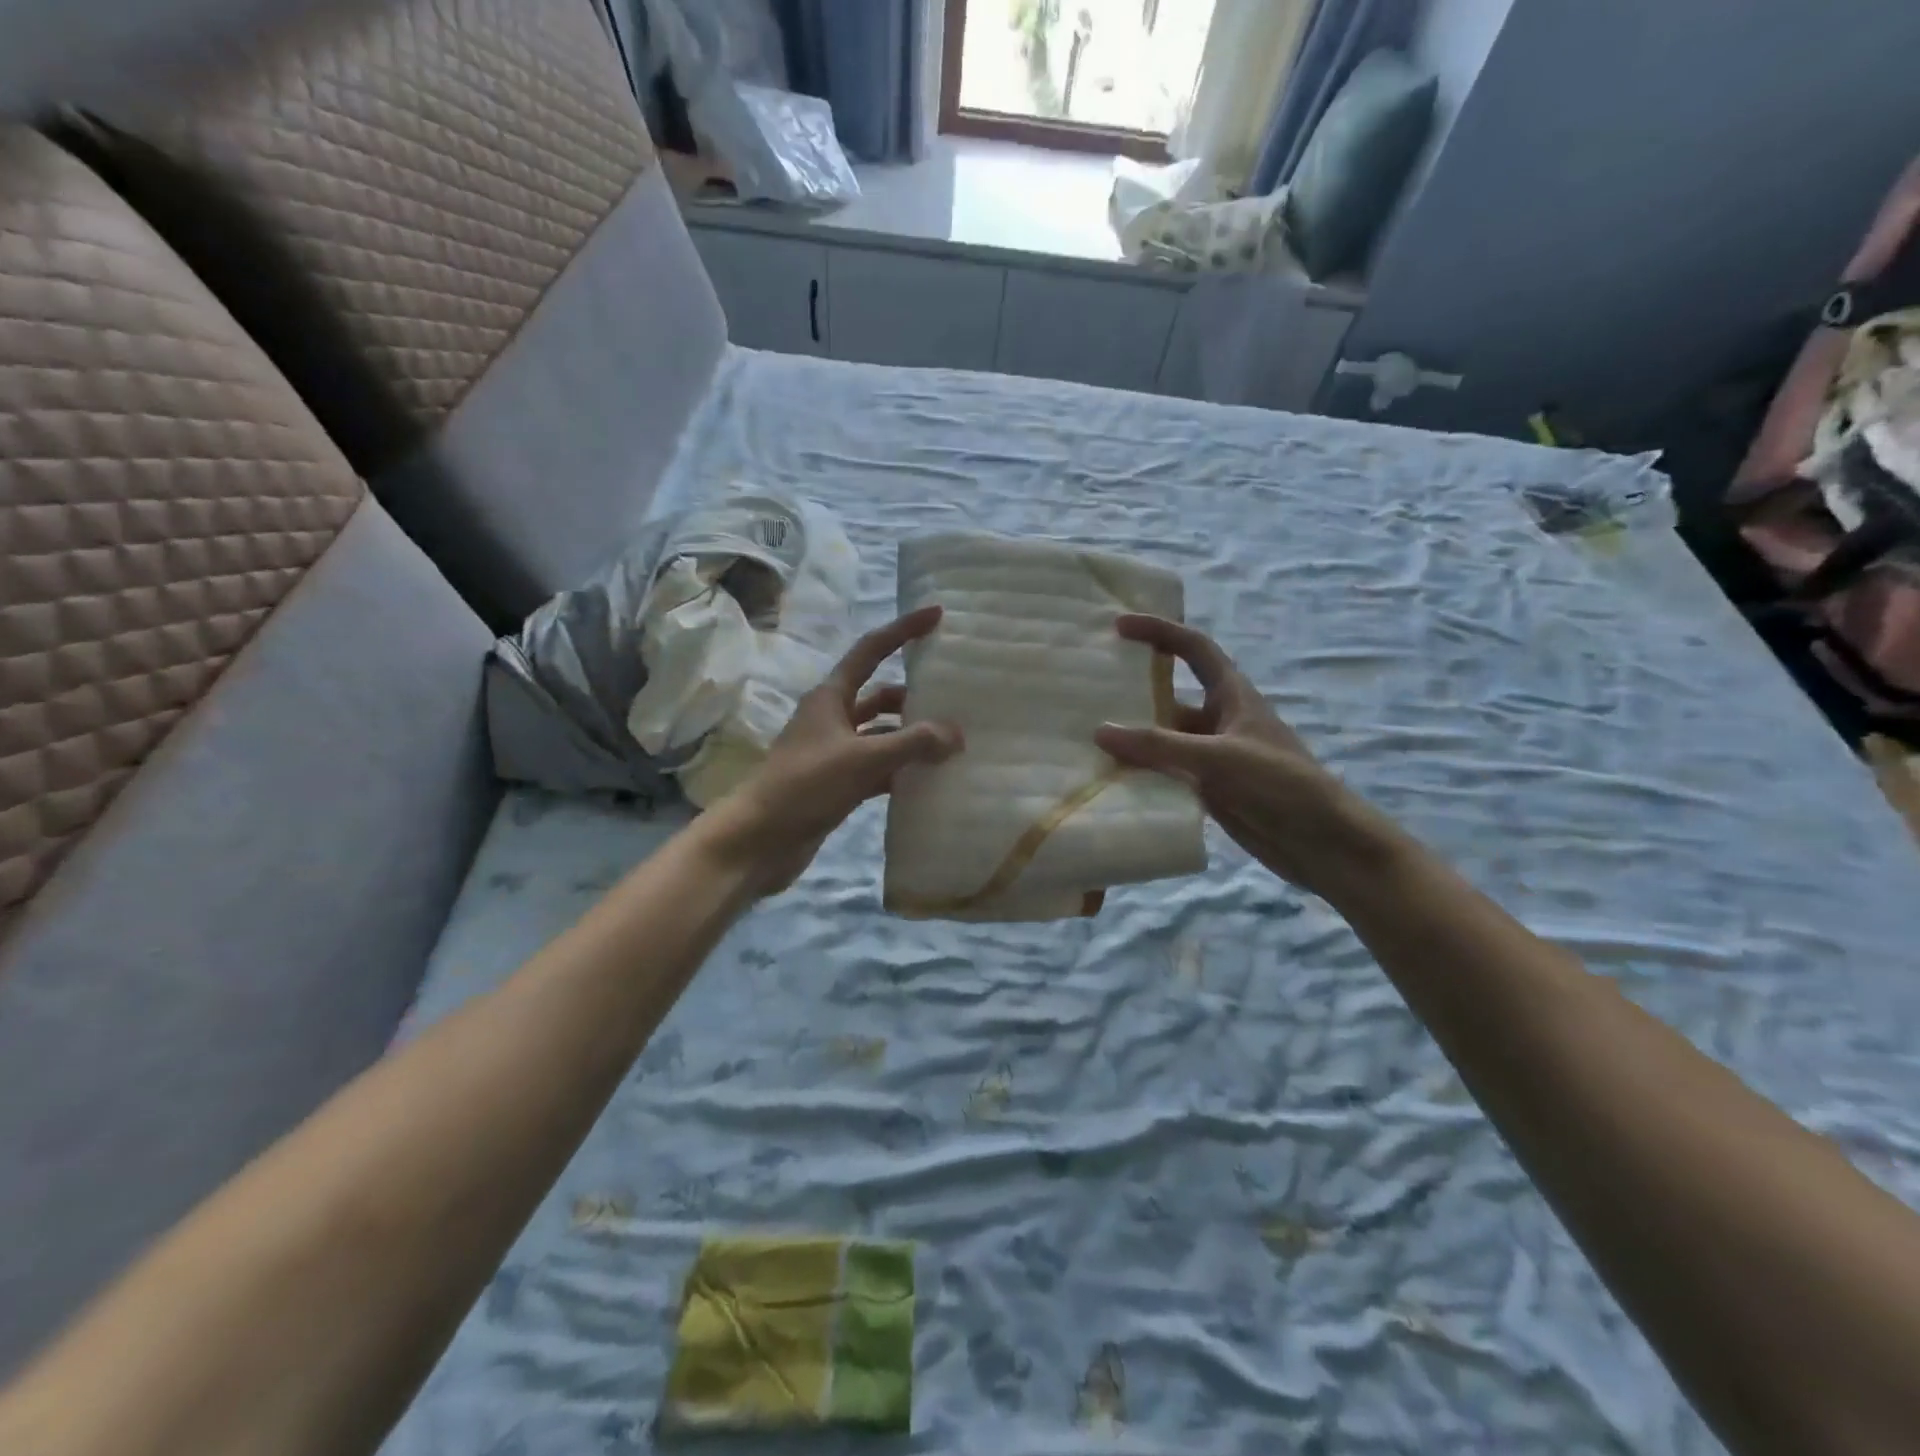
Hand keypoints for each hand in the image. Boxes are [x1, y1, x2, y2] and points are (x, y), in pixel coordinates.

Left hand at [706, 606, 963, 895]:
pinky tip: (929, 780)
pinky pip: (878, 768)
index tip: (937, 615)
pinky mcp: (838, 784)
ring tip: (952, 743)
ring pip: (881, 735)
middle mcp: (832, 718)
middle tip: (956, 698)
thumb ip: (913, 743)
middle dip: (914, 695)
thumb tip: (957, 734)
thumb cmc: (805, 786)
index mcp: (831, 697)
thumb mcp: (863, 759)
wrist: (759, 840)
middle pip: (880, 694)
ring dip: (910, 737)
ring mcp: (835, 753)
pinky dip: (901, 770)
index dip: (903, 630)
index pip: (872, 650)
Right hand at [1094, 615, 1393, 895]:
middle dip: (1133, 690)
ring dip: (1133, 738)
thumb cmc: (1279, 784)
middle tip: (1087, 688)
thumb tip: (1100, 732)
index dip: (1159, 631)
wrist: (1321, 842)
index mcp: (1232, 695)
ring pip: (1164, 738)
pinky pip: (1166, 772)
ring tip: (1085, 736)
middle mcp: (1219, 719)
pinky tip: (1109, 778)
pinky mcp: (1208, 788)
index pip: (1193, 648)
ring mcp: (1212, 755)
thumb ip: (1159, 746)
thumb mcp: (1218, 758)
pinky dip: (1141, 772)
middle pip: (1170, 695)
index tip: (1119, 626)